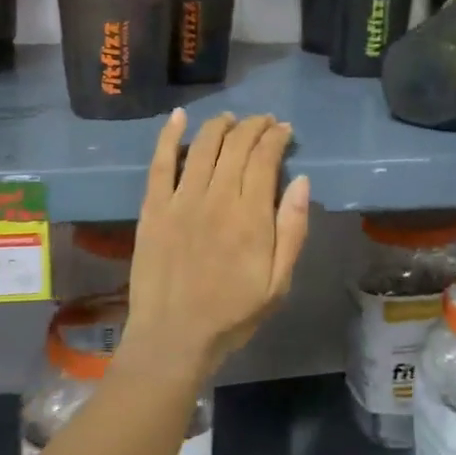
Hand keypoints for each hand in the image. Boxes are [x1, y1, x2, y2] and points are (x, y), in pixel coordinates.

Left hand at [118, 111, 310, 386]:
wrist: (173, 338)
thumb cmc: (231, 315)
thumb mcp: (278, 283)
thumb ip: (293, 230)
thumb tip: (302, 181)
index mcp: (251, 216)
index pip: (265, 158)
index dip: (276, 137)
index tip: (284, 130)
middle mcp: (216, 198)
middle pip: (236, 146)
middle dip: (253, 126)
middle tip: (263, 121)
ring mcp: (180, 200)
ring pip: (202, 146)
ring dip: (219, 126)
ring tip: (231, 119)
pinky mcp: (153, 207)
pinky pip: (160, 162)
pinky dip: (169, 136)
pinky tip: (179, 116)